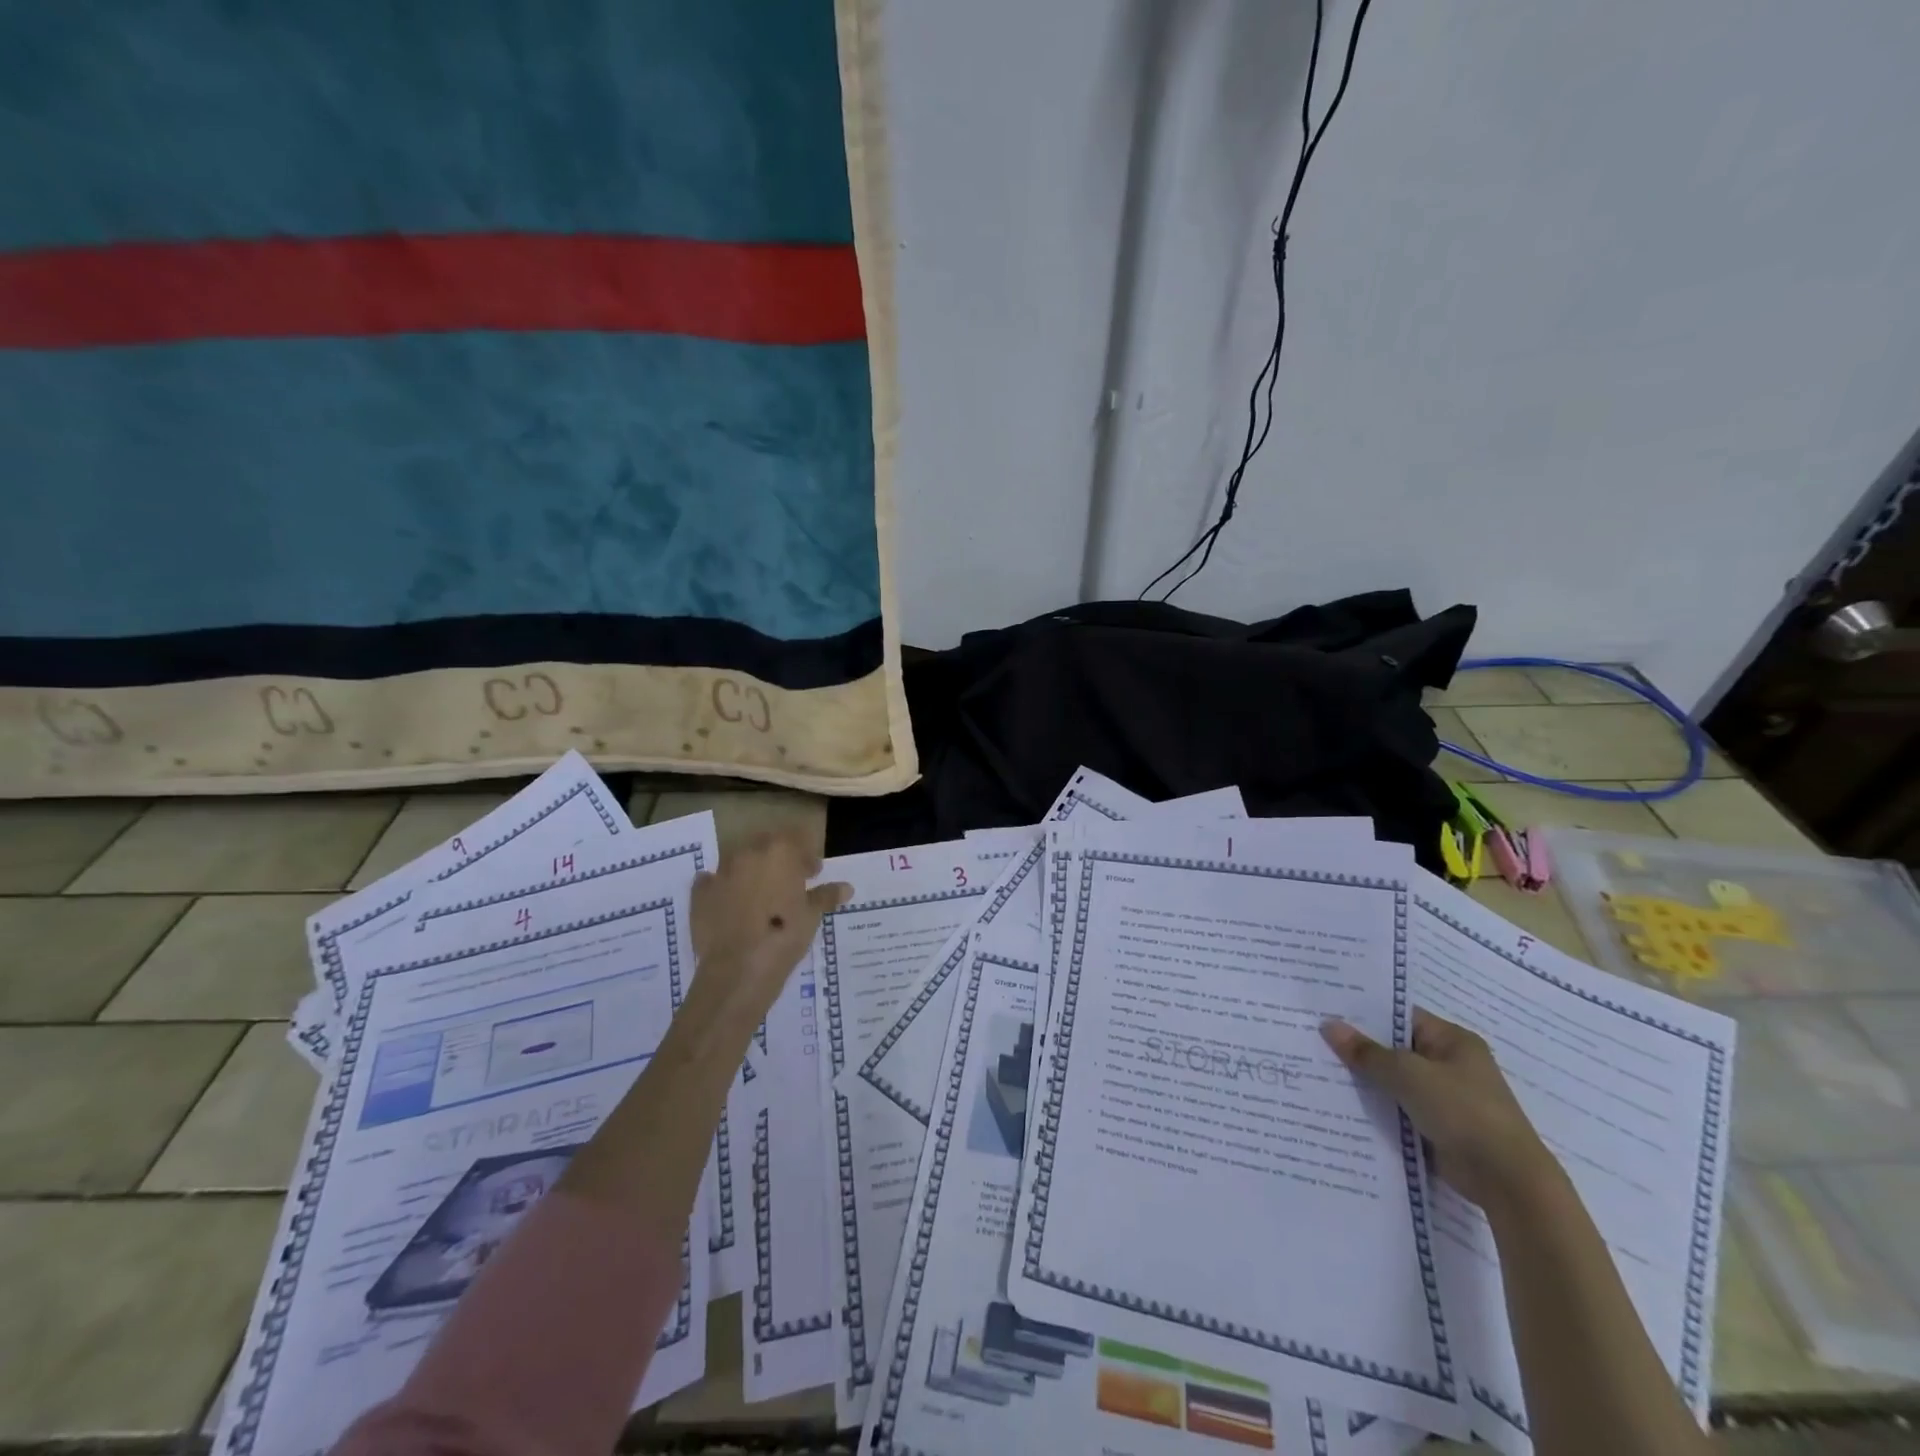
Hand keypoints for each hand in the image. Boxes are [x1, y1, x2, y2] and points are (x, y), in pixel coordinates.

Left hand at [690, 831, 851, 1014]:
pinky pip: (712, 882)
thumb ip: (826, 896)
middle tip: (789, 881)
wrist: (738, 969)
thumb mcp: (812, 916)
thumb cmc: (784, 935)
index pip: (797, 838)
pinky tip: (730, 903)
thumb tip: (846, 888)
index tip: (814, 873)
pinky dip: (722, 887)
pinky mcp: (699, 894)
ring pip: (738, 860)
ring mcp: (720, 872)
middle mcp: (748, 853)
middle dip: (778, 858)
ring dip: (750, 871)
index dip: (807, 855)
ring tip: (760, 895)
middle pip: (766, 844)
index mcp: (779, 851)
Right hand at [1321, 1009, 1558, 1211]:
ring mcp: (1447, 1098)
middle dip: (1360, 1049)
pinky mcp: (1440, 1127)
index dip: (1365, 1014)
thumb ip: (1366, 1052)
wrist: (1507, 1180)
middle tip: (1315, 1040)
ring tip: (1320, 1070)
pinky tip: (1344, 1105)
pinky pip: (1401, 1109)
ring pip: (1395, 1081)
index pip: (1401, 1017)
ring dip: (1367, 1081)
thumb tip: (1328, 1025)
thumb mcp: (1407, 1074)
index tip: (1327, 1012)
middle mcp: (1451, 1064)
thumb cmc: (1462, 1111)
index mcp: (1452, 1040)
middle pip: (1396, 1049)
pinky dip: (1379, 1108)